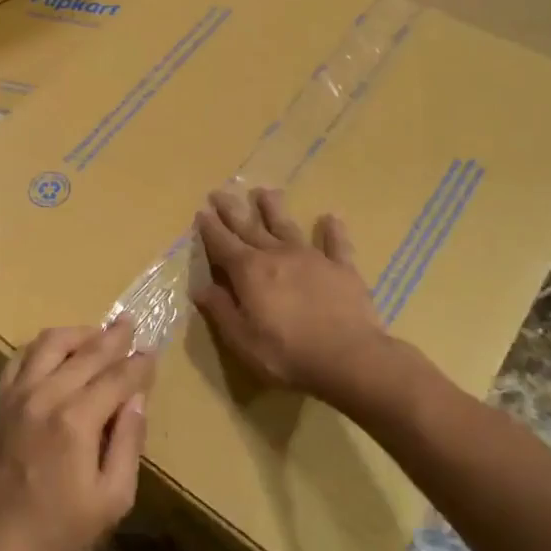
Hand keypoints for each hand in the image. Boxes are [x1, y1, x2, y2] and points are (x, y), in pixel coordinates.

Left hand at [0, 317, 152, 550]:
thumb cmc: (62, 526)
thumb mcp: (113, 498)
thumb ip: (129, 443)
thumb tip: (137, 398)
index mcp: (76, 422)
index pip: (117, 378)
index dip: (138, 365)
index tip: (152, 354)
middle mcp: (46, 397)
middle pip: (87, 353)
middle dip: (114, 337)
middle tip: (131, 324)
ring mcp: (18, 394)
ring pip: (51, 343)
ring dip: (78, 334)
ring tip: (97, 335)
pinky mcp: (1, 399)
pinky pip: (22, 356)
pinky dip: (44, 347)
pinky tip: (59, 351)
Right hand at [193, 188, 389, 399]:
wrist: (349, 358)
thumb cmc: (287, 354)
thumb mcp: (242, 339)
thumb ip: (221, 310)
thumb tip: (201, 288)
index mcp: (249, 272)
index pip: (223, 244)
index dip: (210, 229)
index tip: (201, 212)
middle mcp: (277, 255)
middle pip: (250, 227)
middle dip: (232, 210)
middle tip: (220, 192)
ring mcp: (312, 258)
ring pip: (287, 226)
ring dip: (274, 208)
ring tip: (265, 191)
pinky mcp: (342, 268)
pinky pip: (336, 244)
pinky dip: (332, 230)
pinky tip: (330, 217)